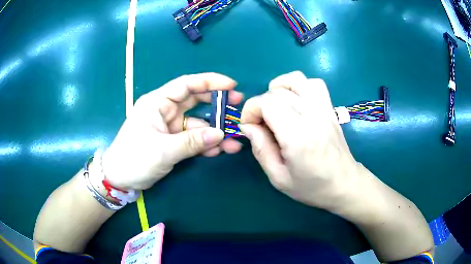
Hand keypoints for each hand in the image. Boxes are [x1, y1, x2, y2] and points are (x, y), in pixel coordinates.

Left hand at [102, 73, 243, 189]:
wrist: (121, 180)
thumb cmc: (134, 159)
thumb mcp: (163, 150)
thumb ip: (192, 142)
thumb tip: (220, 134)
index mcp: (157, 103)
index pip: (186, 84)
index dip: (209, 82)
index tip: (231, 85)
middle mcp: (165, 110)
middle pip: (195, 101)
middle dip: (217, 104)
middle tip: (238, 106)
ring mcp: (170, 127)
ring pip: (197, 124)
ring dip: (214, 132)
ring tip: (234, 142)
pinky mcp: (173, 141)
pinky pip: (193, 139)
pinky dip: (205, 144)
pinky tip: (219, 151)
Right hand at [240, 71, 358, 209]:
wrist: (344, 183)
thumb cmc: (311, 187)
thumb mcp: (278, 178)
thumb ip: (261, 150)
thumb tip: (248, 126)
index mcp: (298, 137)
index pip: (268, 103)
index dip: (251, 110)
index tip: (250, 127)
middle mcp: (312, 116)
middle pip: (277, 92)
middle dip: (260, 104)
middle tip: (261, 125)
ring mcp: (323, 109)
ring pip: (295, 79)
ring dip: (278, 89)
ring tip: (276, 107)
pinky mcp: (330, 108)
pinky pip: (313, 83)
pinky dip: (299, 86)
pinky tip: (295, 101)